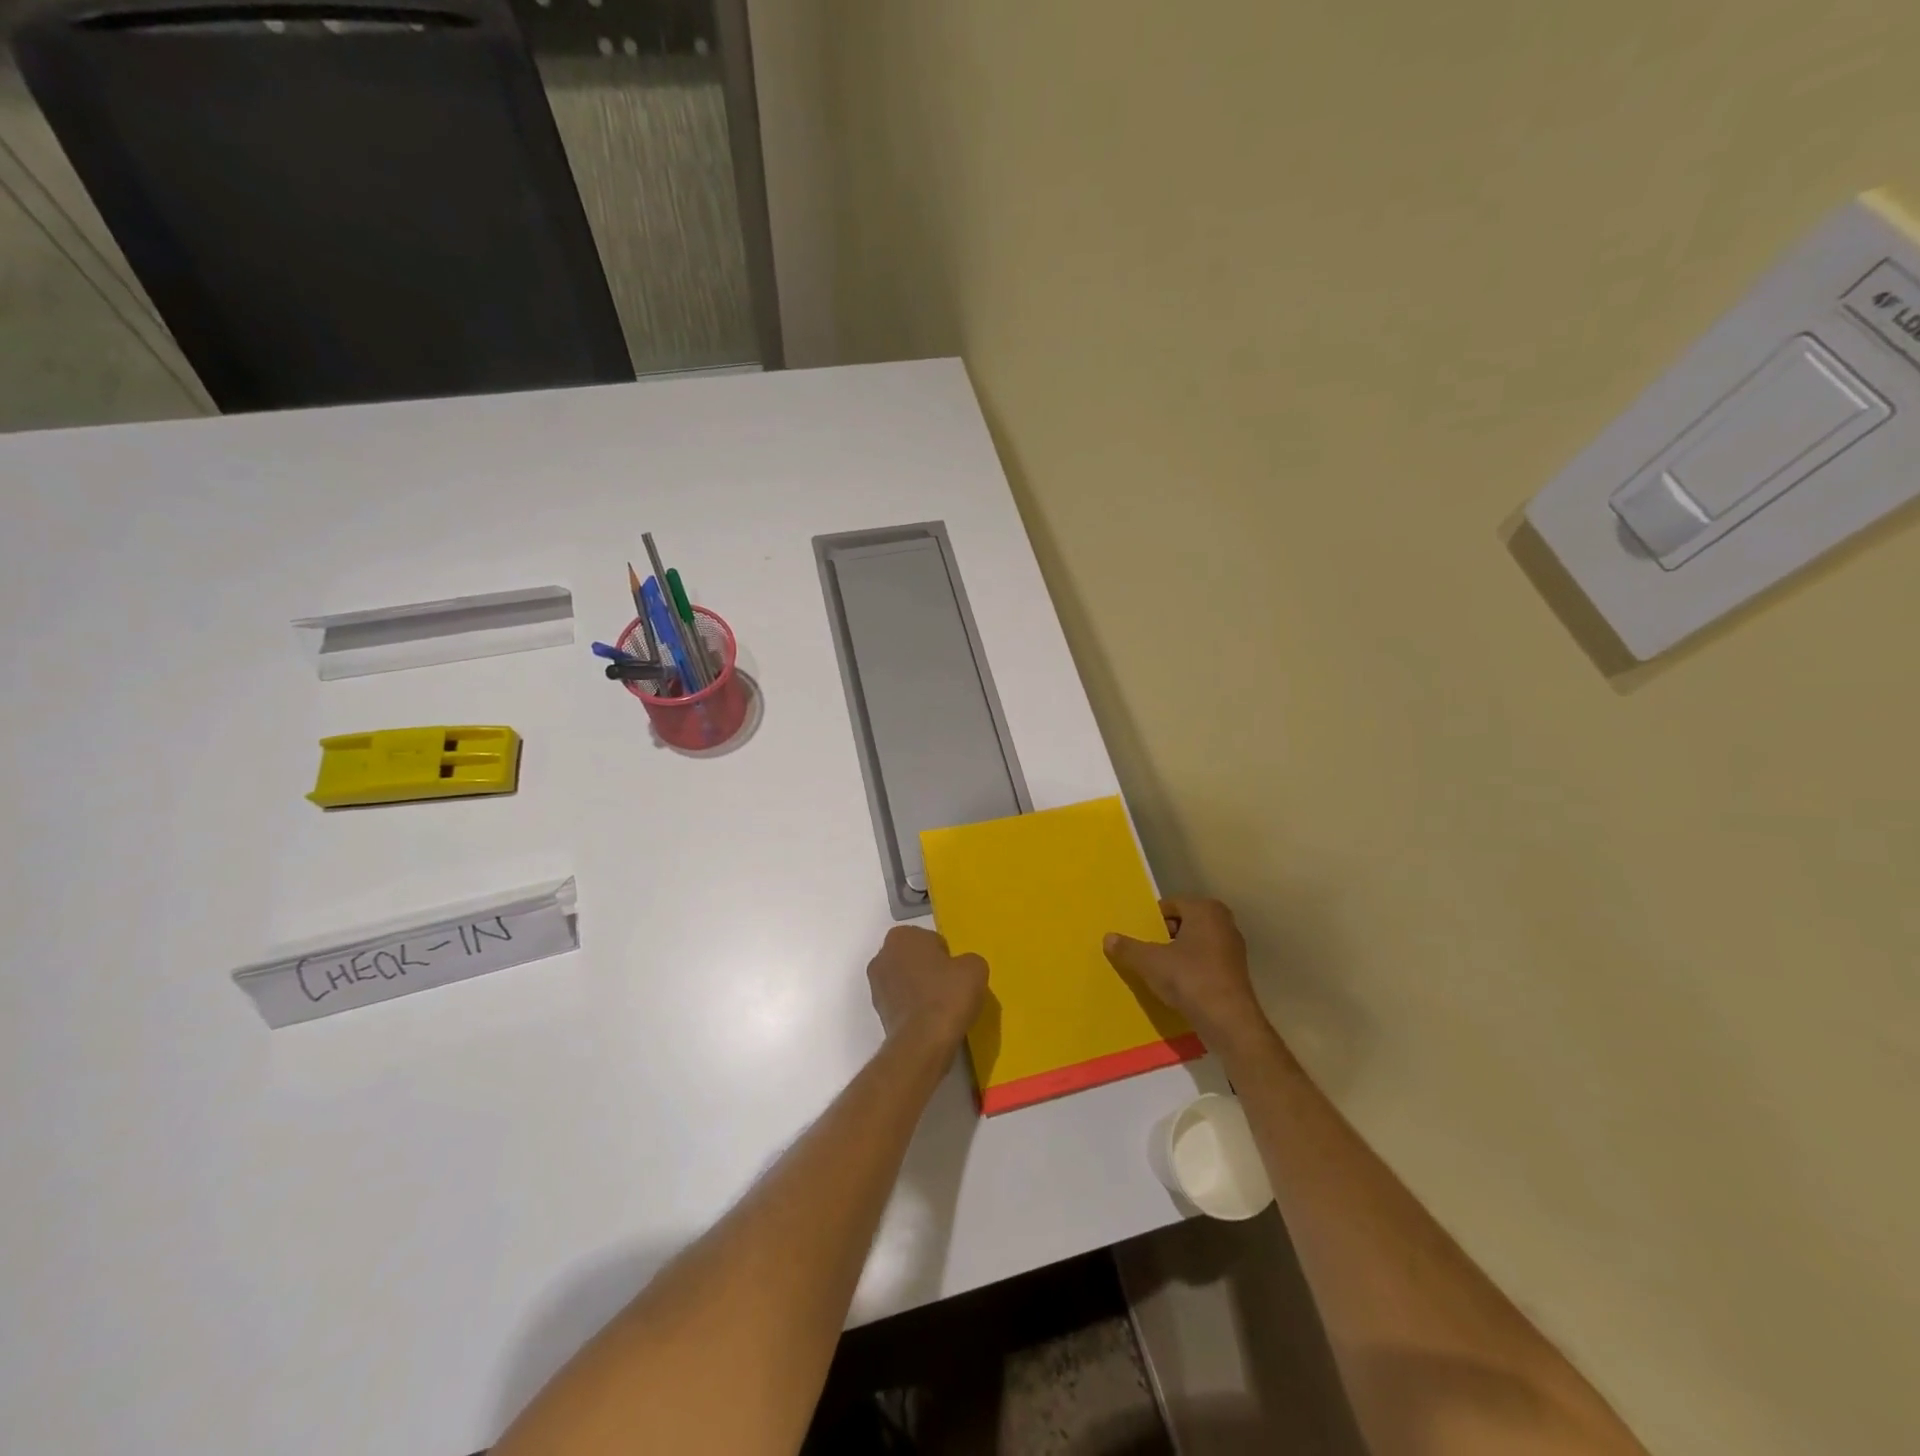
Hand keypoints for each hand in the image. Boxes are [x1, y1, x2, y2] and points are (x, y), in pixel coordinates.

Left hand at [867, 926, 987, 1053]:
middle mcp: (882, 955)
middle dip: (930, 970)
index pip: (931, 940)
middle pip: (914, 959)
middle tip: (951, 988)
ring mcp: (876, 985)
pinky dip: (914, 1009)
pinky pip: (902, 1002)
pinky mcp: (877, 1012)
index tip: (956, 973)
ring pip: (906, 981)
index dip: (946, 956)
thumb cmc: (948, 995)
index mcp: (902, 935)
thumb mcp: (975, 967)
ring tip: (941, 1008)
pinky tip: (930, 1021)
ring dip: (920, 989)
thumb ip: (967, 960)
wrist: (923, 1042)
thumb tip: (961, 969)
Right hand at [1104, 898, 1262, 1046]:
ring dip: (1176, 953)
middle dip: (1163, 936)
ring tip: (1157, 970)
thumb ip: (1128, 948)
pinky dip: (1191, 968)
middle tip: (1144, 952)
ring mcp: (1232, 948)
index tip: (1137, 936)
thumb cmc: (1189, 979)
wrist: (1229, 1021)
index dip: (1151, 921)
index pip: (1170, 905)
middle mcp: (1223, 922)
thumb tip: (1108, 937)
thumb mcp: (1150, 962)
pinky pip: (1205, 962)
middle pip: (1183, 923)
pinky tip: (1177, 985)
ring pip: (1195, 943)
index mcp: (1205, 909)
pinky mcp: (1235, 972)